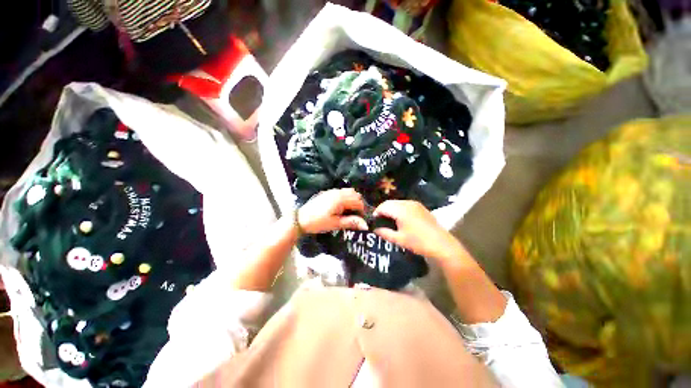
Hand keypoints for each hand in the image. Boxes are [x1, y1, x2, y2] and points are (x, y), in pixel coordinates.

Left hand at [297, 188, 367, 233]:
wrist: (301, 219)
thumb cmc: (318, 222)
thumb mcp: (335, 224)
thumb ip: (351, 222)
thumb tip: (366, 225)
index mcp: (341, 199)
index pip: (358, 202)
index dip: (362, 210)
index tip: (362, 219)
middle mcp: (338, 192)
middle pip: (355, 194)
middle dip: (359, 204)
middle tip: (356, 215)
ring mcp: (332, 191)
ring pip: (349, 192)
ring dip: (353, 199)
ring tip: (350, 211)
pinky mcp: (328, 192)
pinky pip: (342, 192)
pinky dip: (346, 197)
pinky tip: (342, 207)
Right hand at [373, 200, 462, 262]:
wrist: (441, 244)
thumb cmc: (418, 242)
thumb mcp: (399, 239)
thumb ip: (384, 233)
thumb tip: (374, 229)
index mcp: (401, 210)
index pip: (383, 206)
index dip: (376, 213)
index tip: (373, 221)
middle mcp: (407, 203)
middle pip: (389, 202)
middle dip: (382, 210)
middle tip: (380, 221)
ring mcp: (415, 204)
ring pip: (397, 203)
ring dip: (390, 209)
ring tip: (389, 220)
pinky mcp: (420, 207)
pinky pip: (404, 204)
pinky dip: (398, 209)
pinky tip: (400, 219)